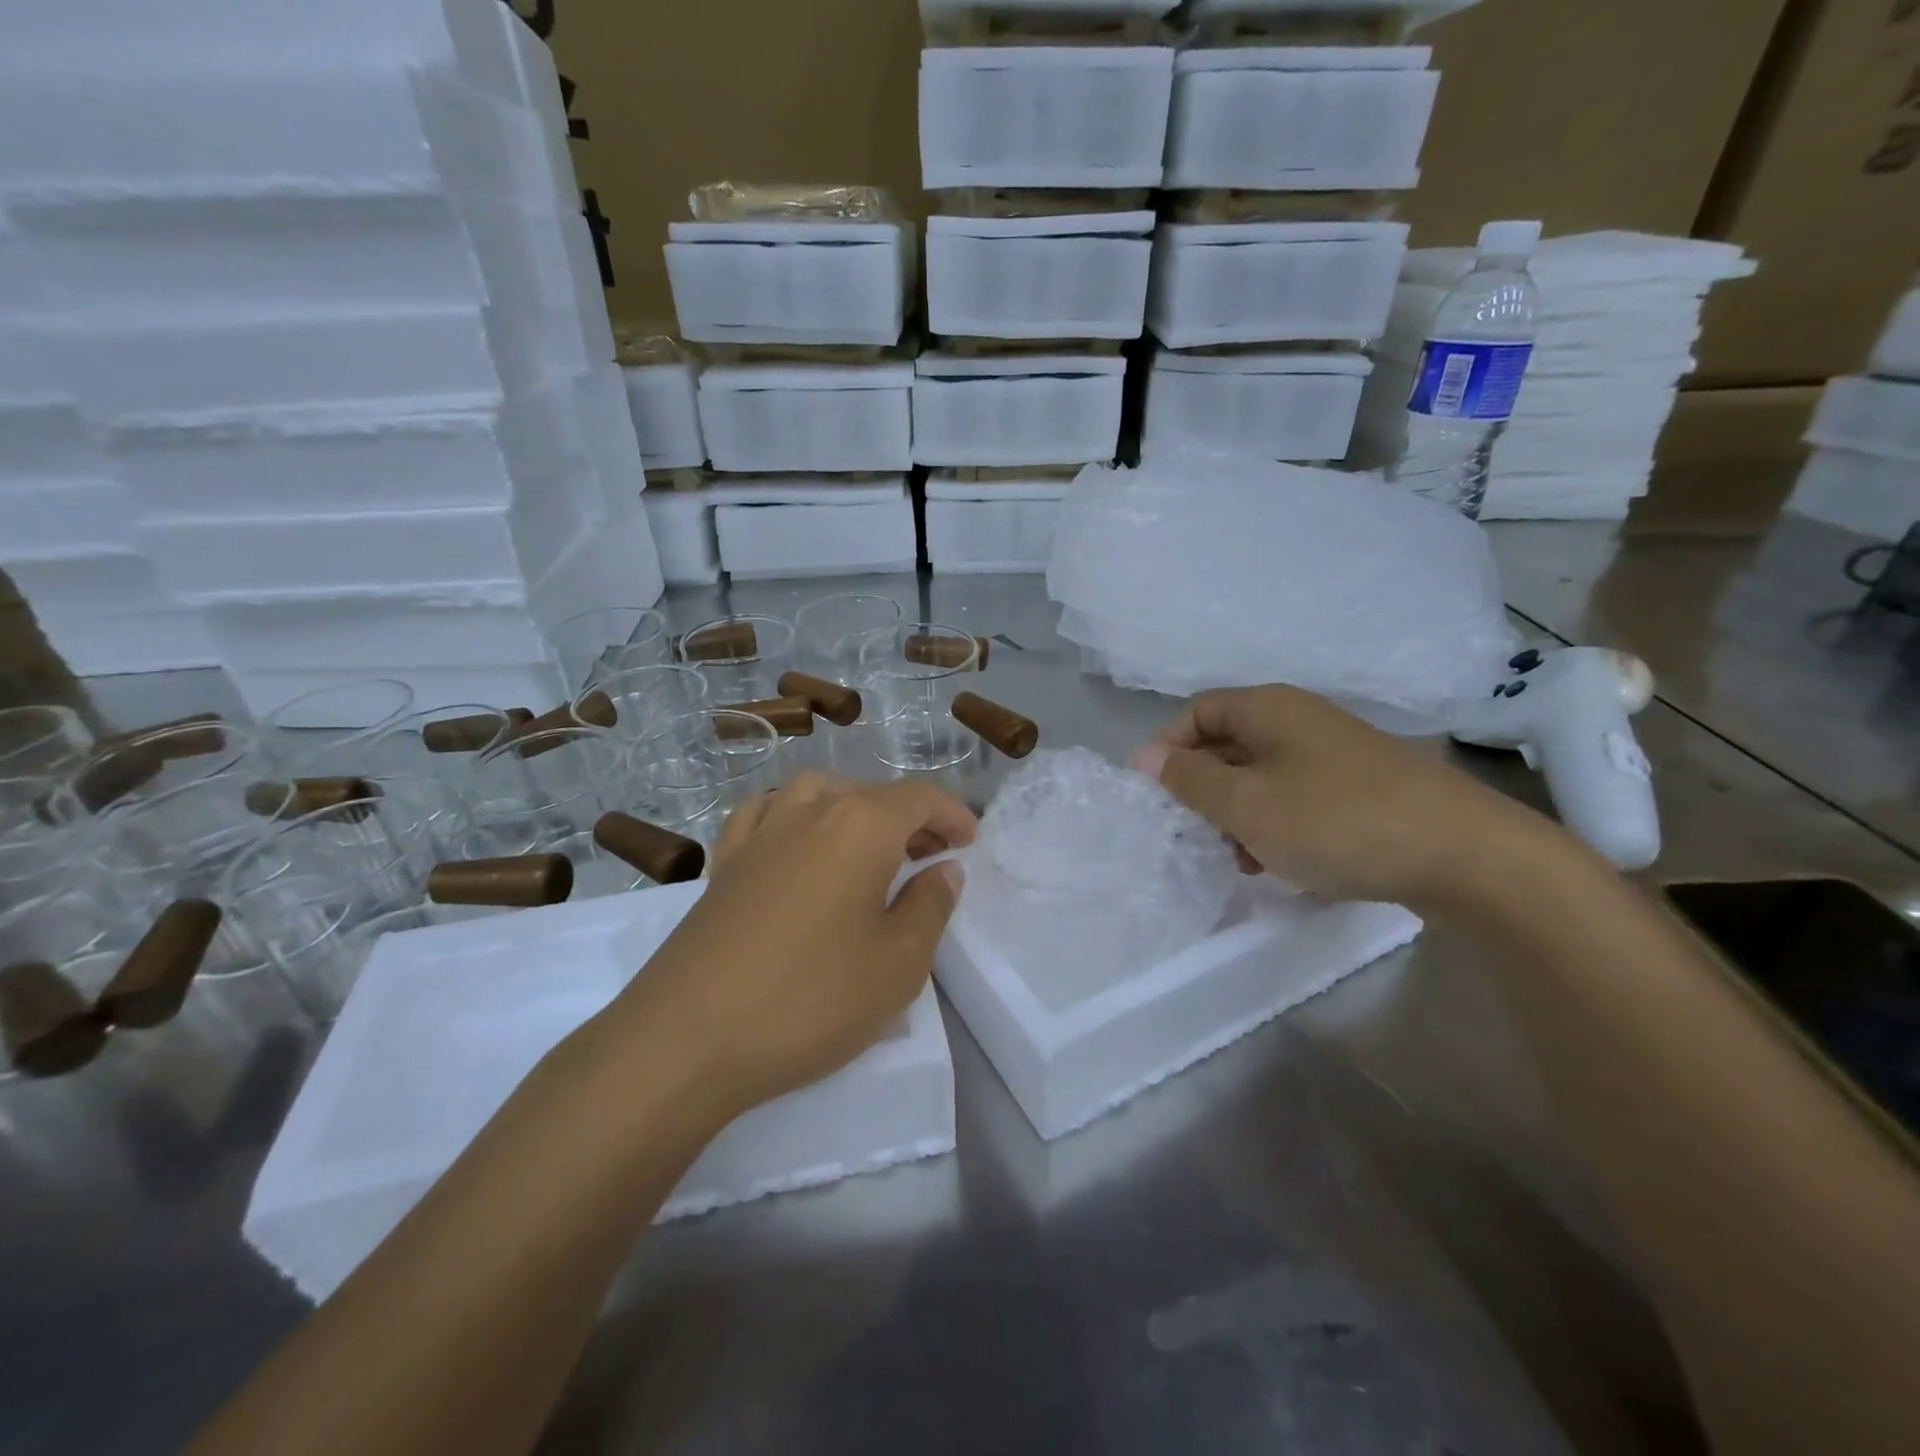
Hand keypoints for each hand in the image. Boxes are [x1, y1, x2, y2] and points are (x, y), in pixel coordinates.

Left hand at [605, 773, 974, 1122]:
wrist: (688, 1037)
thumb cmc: (811, 998)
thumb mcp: (898, 963)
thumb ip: (930, 906)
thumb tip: (943, 869)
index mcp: (861, 825)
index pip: (919, 798)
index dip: (951, 814)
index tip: (969, 841)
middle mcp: (810, 810)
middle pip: (871, 794)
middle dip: (910, 818)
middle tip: (932, 855)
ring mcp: (760, 832)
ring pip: (818, 793)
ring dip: (854, 808)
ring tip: (870, 845)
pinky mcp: (724, 862)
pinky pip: (766, 813)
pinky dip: (794, 814)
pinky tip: (796, 838)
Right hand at [1132, 685, 1552, 909]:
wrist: (1462, 853)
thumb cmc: (1334, 820)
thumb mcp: (1245, 804)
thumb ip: (1189, 779)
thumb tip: (1144, 756)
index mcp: (1268, 709)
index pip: (1196, 712)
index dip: (1168, 748)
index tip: (1157, 795)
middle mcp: (1299, 720)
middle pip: (1228, 743)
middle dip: (1202, 788)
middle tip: (1194, 832)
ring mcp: (1333, 753)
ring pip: (1260, 776)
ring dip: (1237, 813)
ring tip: (1238, 857)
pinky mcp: (1359, 787)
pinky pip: (1296, 797)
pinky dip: (1275, 824)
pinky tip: (1279, 862)